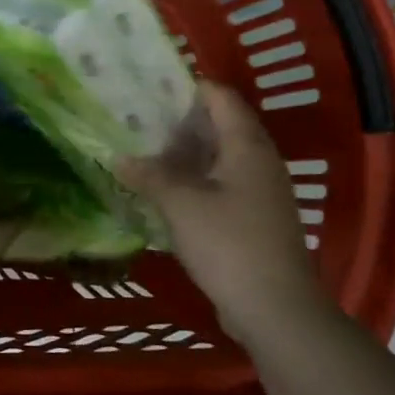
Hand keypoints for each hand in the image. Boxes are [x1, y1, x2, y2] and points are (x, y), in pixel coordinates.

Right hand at [118, 80, 330, 342]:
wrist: (275, 308)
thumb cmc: (229, 245)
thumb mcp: (180, 205)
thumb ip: (150, 175)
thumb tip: (120, 158)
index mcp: (247, 147)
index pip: (220, 98)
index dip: (187, 87)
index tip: (147, 86)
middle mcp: (258, 162)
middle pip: (218, 126)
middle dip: (177, 121)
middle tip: (134, 119)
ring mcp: (258, 192)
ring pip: (217, 157)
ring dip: (182, 153)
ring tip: (140, 151)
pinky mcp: (252, 218)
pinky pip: (218, 184)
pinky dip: (192, 179)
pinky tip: (162, 189)